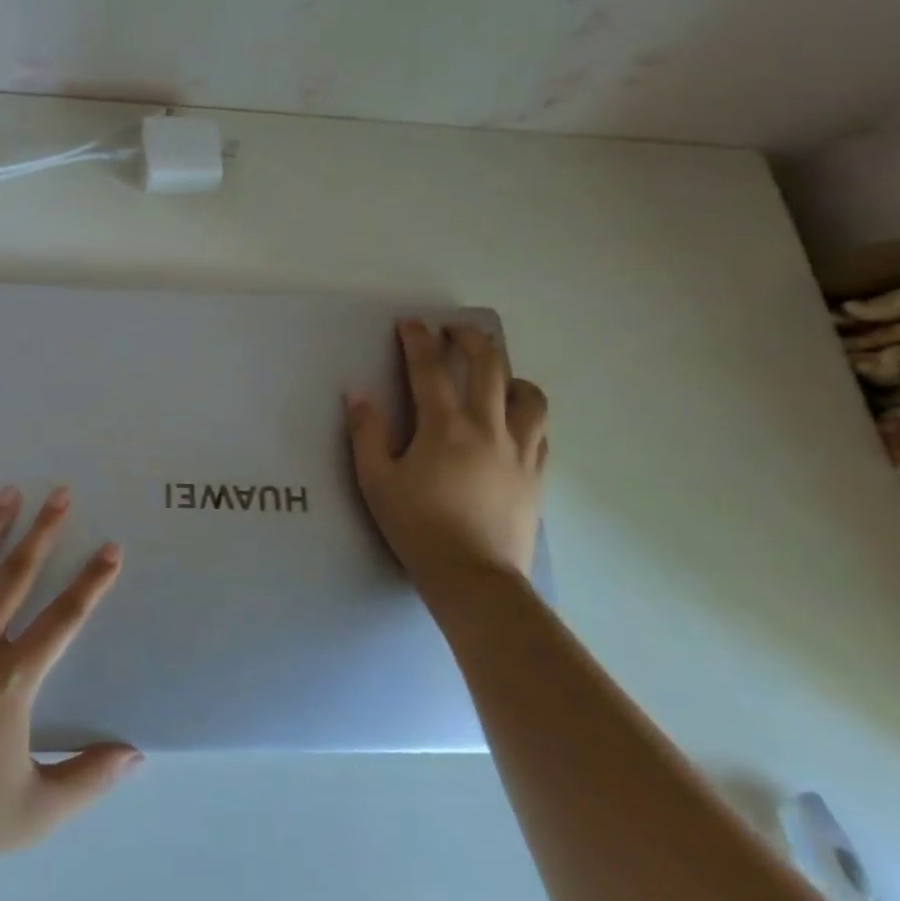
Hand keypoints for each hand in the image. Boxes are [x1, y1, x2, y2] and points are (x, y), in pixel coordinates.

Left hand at [0, 488, 140, 894]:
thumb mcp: (39, 810)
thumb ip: (91, 777)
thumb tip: (137, 754)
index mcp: (11, 681)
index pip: (63, 619)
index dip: (92, 582)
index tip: (112, 548)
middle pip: (15, 577)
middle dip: (42, 532)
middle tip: (60, 493)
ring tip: (5, 492)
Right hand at [344, 320, 548, 591]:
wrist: (473, 577)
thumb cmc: (418, 526)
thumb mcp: (376, 480)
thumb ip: (366, 433)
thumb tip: (359, 394)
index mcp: (445, 426)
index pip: (430, 367)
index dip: (418, 339)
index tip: (410, 323)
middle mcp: (488, 427)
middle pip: (489, 366)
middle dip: (471, 339)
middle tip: (455, 332)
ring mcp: (520, 450)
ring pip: (529, 395)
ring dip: (510, 374)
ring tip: (496, 376)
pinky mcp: (536, 475)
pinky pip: (540, 431)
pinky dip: (526, 414)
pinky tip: (513, 421)